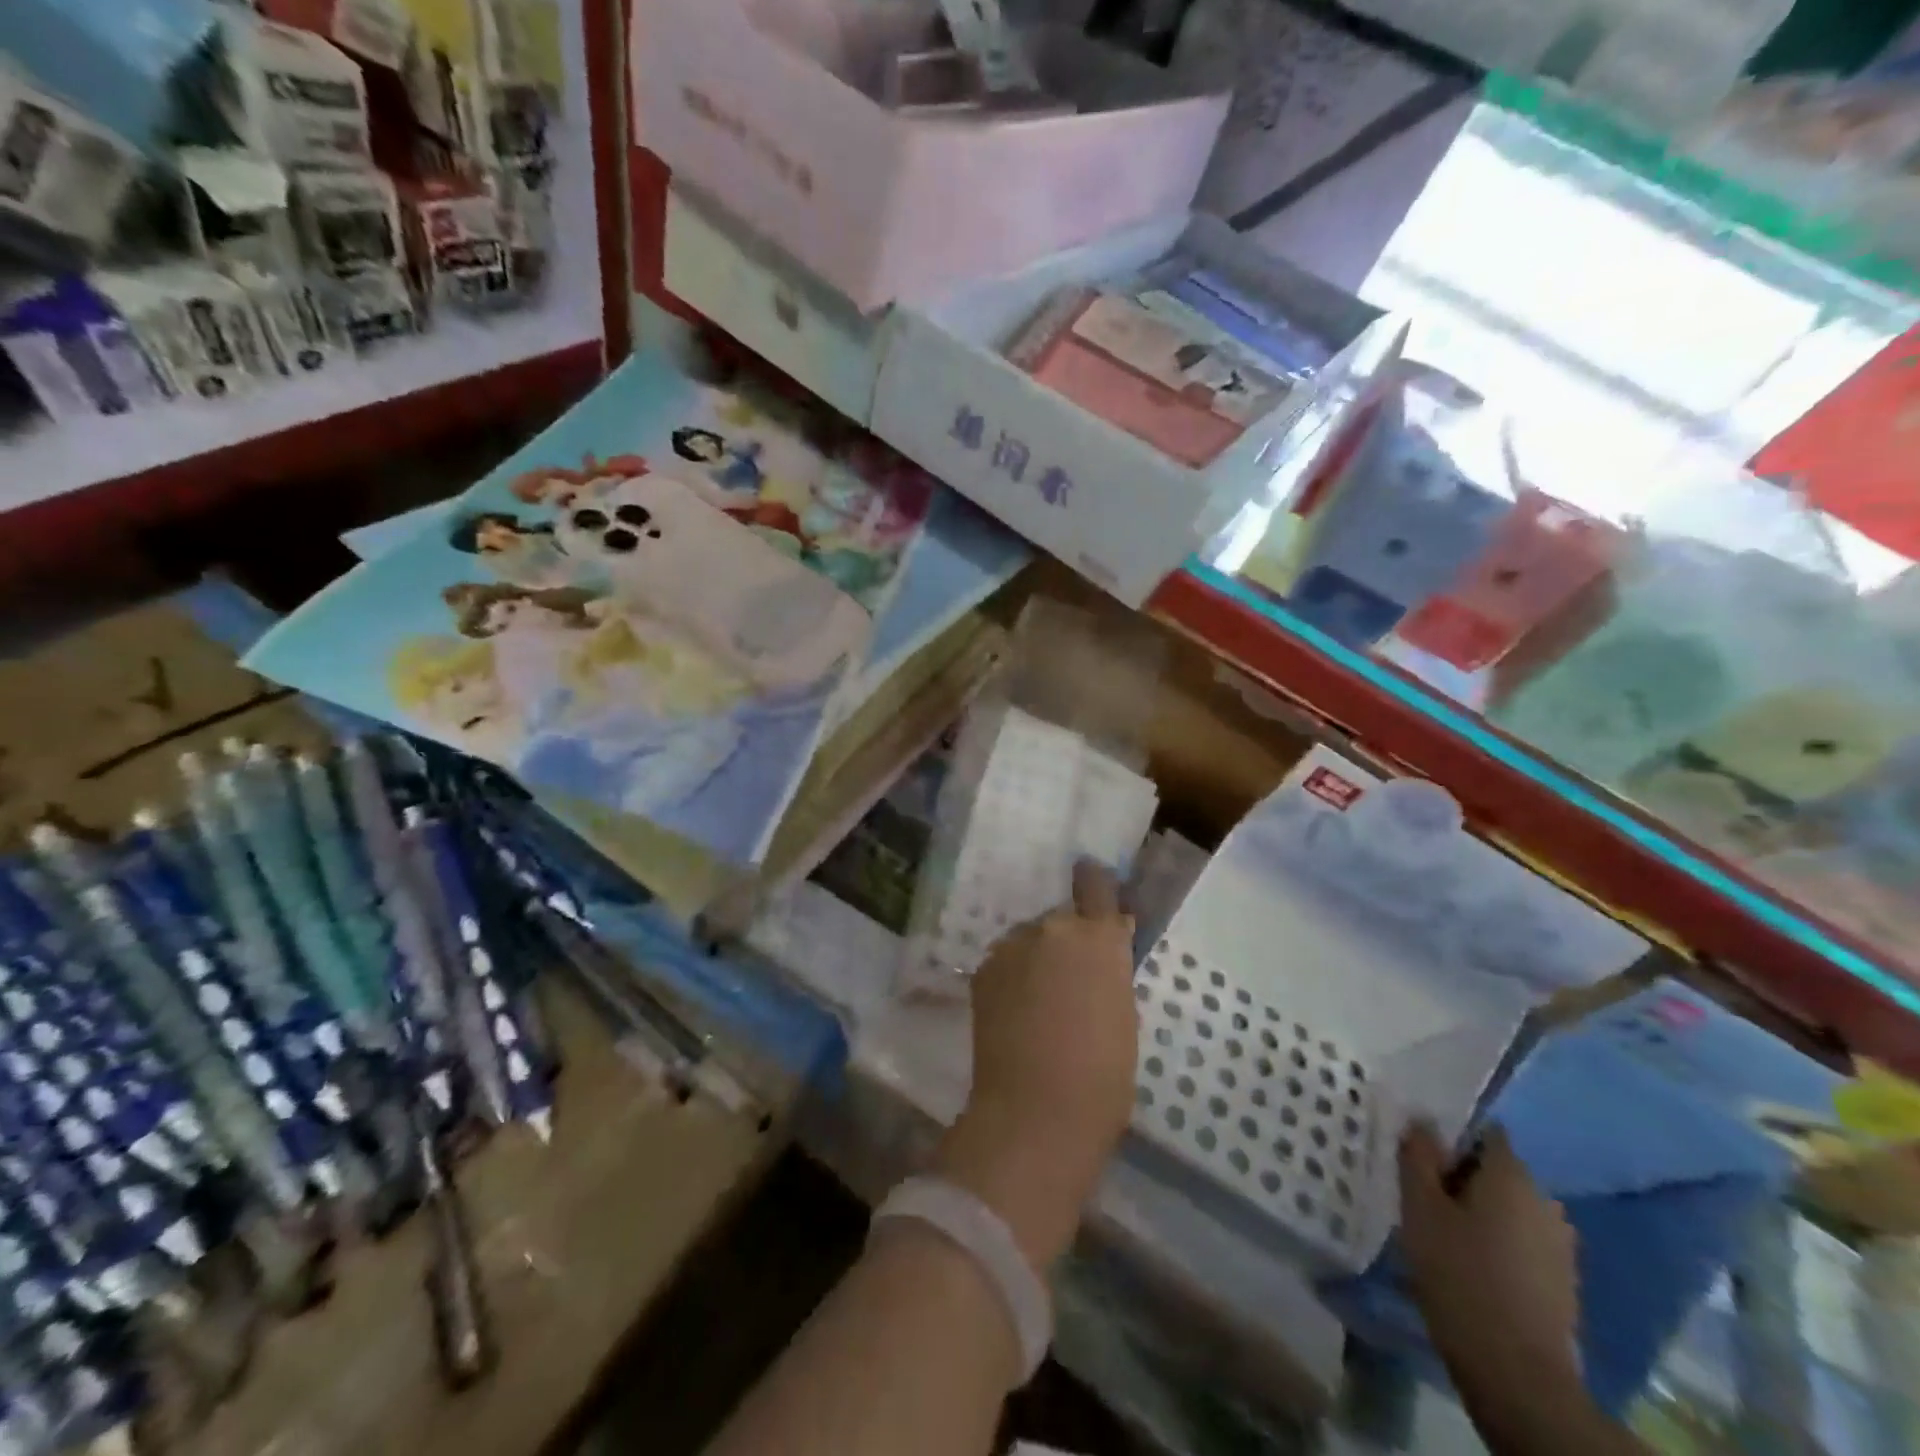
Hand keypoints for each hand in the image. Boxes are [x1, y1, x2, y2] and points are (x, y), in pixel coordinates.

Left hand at [934, 862, 1138, 1269]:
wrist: (1036, 1110)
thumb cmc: (1102, 1074)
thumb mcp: (1123, 1013)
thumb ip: (1109, 968)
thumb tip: (1101, 947)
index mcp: (1098, 936)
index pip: (1095, 883)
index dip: (1094, 883)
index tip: (1091, 885)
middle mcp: (1052, 928)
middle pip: (1060, 920)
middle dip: (1066, 941)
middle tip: (1068, 982)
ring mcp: (1011, 947)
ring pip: (1029, 940)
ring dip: (1036, 958)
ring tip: (1038, 1004)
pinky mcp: (983, 970)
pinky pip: (1006, 962)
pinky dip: (1012, 977)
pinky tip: (1015, 1014)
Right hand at [1397, 1123, 1581, 1397]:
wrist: (1518, 1375)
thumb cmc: (1460, 1275)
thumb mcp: (1420, 1207)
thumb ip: (1418, 1156)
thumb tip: (1422, 1121)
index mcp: (1512, 1174)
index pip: (1483, 1132)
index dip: (1449, 1136)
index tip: (1419, 1155)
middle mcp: (1545, 1200)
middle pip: (1495, 1170)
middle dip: (1460, 1177)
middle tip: (1420, 1196)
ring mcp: (1560, 1244)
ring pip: (1508, 1209)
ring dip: (1478, 1212)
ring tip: (1440, 1233)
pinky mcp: (1562, 1281)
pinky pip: (1521, 1242)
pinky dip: (1497, 1243)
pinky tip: (1469, 1264)